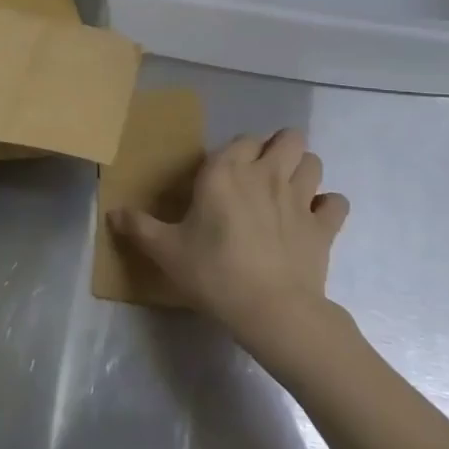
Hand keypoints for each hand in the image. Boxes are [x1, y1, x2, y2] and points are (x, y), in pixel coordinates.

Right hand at [109, 129, 348, 353]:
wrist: (270, 310)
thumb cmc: (214, 273)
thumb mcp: (166, 252)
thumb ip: (139, 227)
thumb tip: (111, 213)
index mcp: (227, 171)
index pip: (241, 140)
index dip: (238, 151)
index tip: (227, 174)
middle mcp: (267, 173)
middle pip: (287, 138)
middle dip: (280, 148)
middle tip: (264, 174)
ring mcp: (300, 197)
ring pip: (314, 161)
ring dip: (304, 171)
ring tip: (290, 191)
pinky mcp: (324, 226)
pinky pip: (337, 203)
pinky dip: (329, 208)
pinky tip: (317, 220)